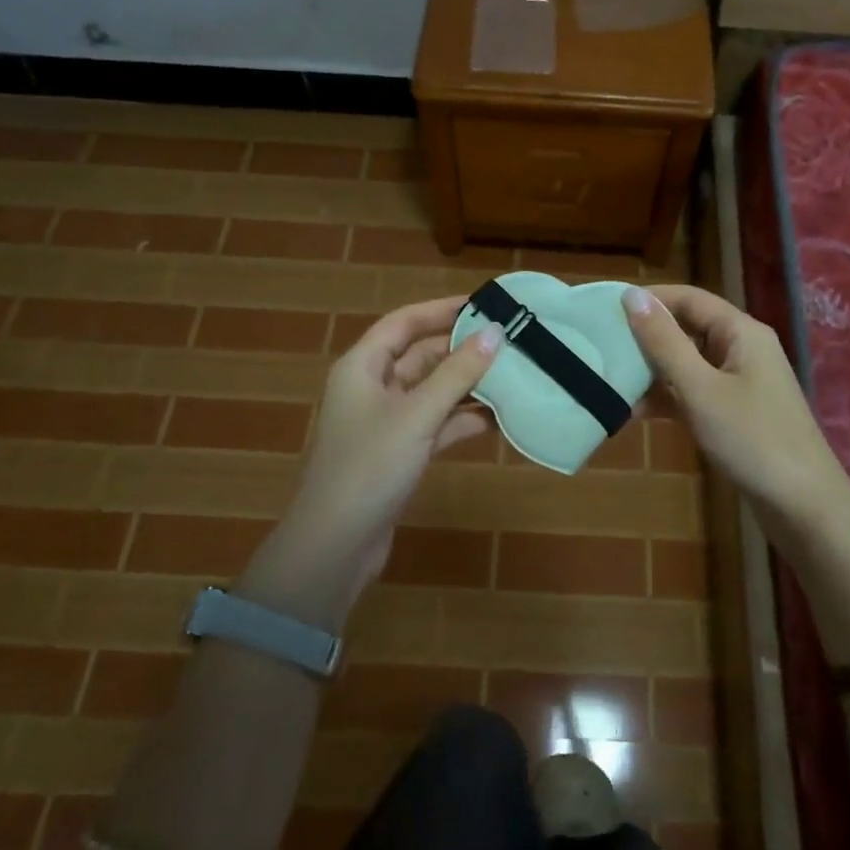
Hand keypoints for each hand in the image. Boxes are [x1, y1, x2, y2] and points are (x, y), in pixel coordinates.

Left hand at [238, 297, 500, 627]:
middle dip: (462, 348)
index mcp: (362, 367)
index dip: (441, 310)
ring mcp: (387, 422)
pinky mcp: (400, 452)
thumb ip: (457, 373)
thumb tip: (494, 332)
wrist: (336, 545)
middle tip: (509, 339)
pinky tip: (499, 418)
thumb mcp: (417, 415)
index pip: (404, 323)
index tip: (483, 303)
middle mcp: (372, 388)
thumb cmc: (370, 467)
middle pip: (420, 355)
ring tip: (513, 374)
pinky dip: (463, 419)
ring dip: (467, 384)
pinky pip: (437, 423)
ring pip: (432, 390)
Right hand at [622, 284, 849, 526]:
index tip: (605, 309)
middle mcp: (741, 349)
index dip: (649, 299)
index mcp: (740, 332)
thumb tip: (632, 295)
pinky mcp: (734, 412)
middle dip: (646, 338)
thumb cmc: (751, 439)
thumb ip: (664, 342)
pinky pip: (694, 392)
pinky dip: (668, 398)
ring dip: (652, 371)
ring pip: (688, 363)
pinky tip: (634, 412)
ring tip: (609, 381)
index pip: (688, 298)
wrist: (802, 506)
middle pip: (687, 329)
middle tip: (600, 347)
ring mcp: (739, 382)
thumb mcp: (700, 388)